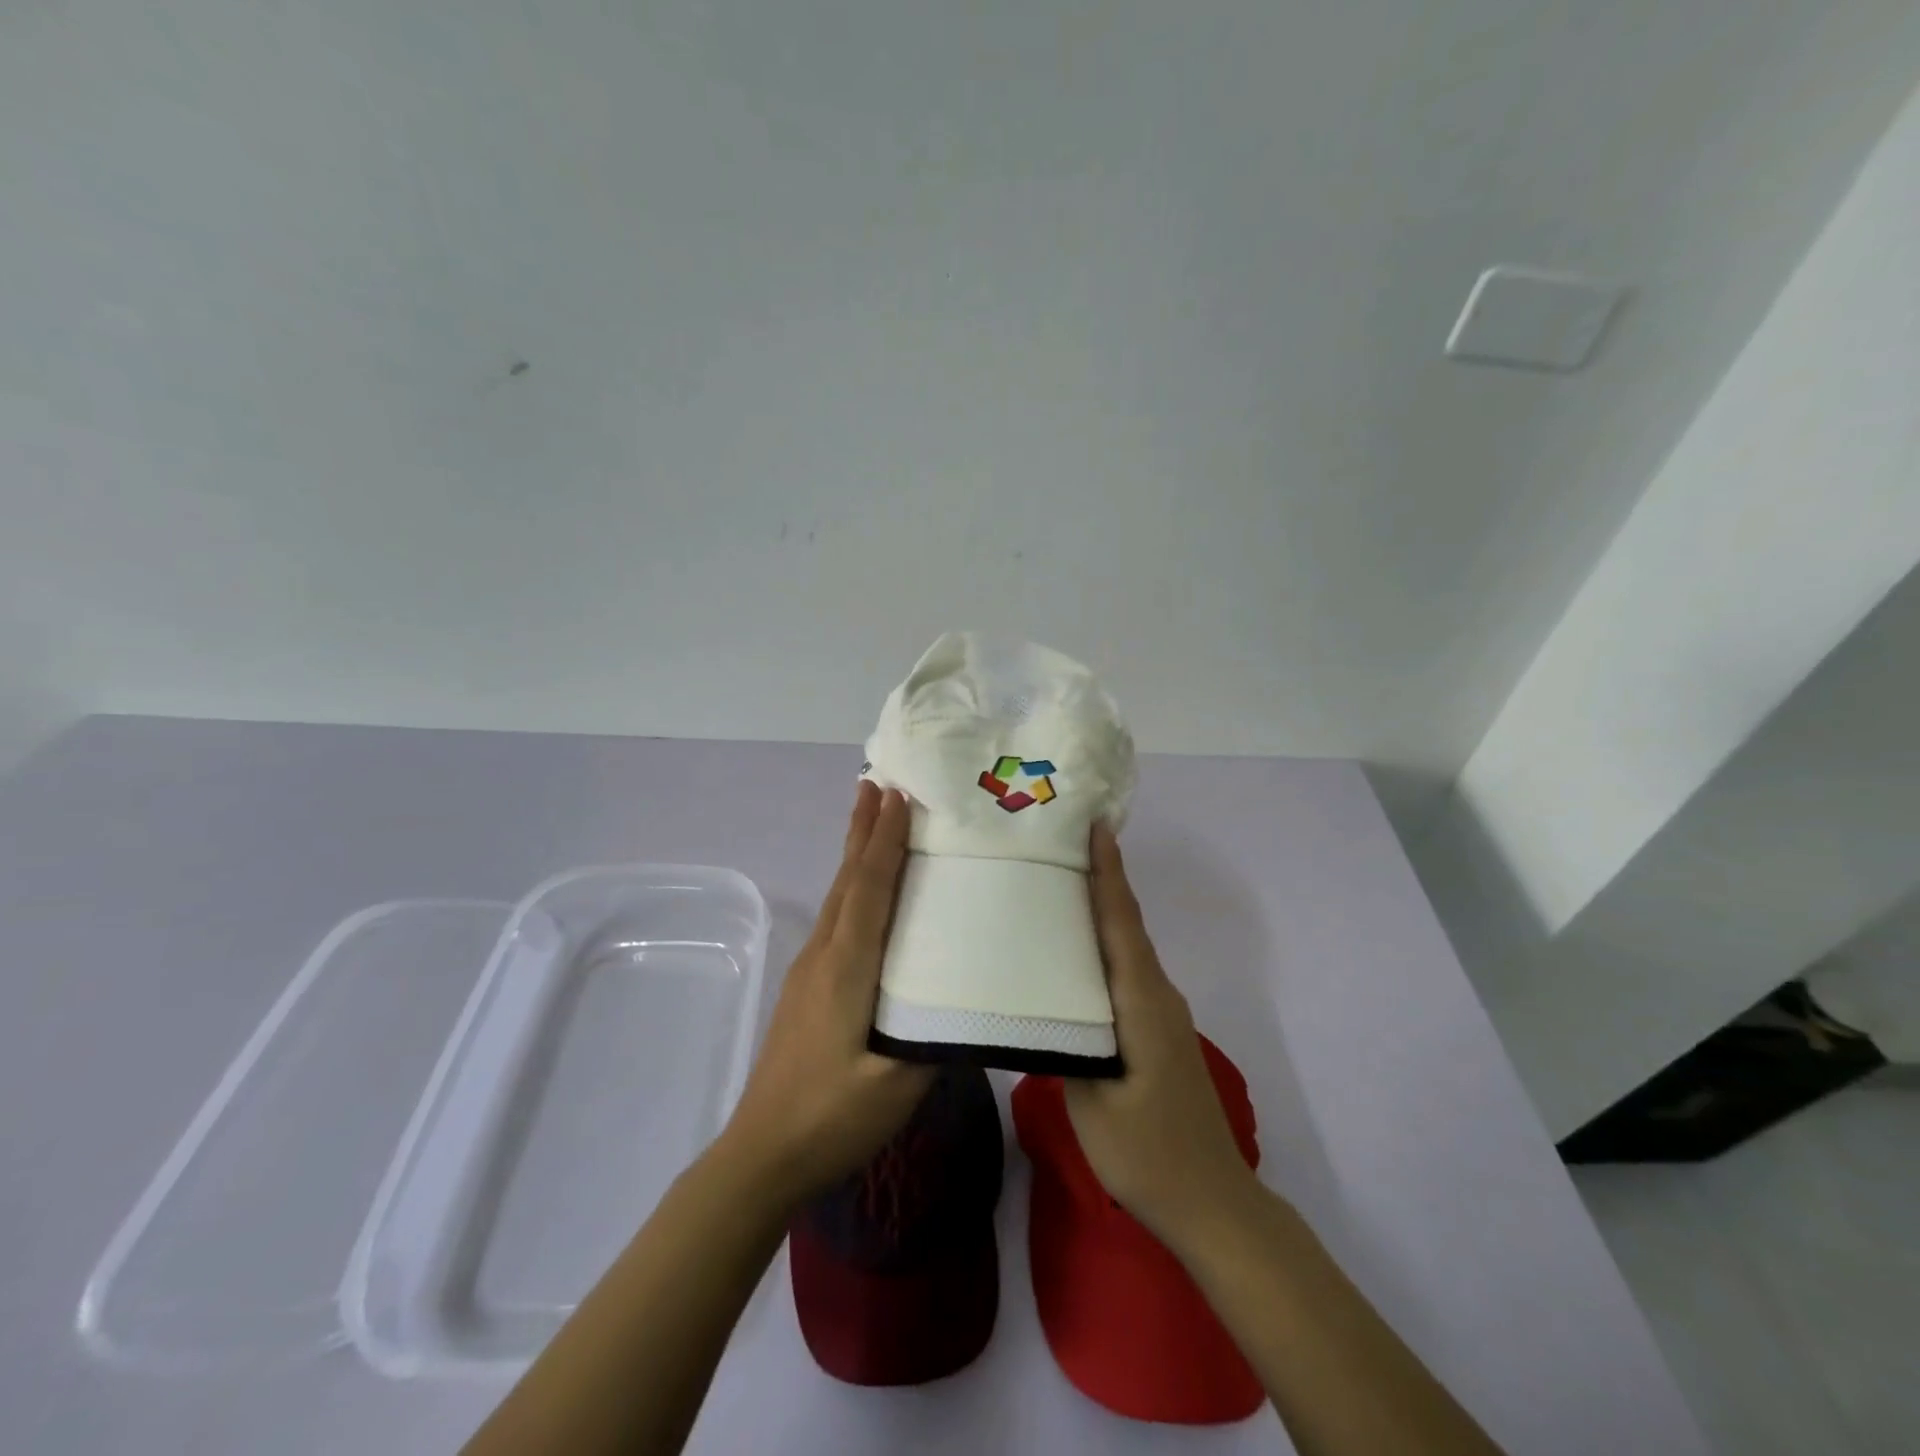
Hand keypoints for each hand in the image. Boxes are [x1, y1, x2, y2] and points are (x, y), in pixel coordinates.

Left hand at [717, 782, 934, 1207]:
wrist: (759, 1154)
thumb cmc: (830, 1117)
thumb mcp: (894, 1085)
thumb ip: (933, 1036)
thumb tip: (969, 997)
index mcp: (846, 967)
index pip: (869, 888)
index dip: (885, 840)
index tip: (897, 795)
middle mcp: (824, 954)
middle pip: (847, 878)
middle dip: (863, 829)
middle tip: (877, 783)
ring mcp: (809, 969)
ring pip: (838, 895)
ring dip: (855, 852)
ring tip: (869, 819)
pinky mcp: (806, 986)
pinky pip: (835, 917)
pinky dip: (852, 885)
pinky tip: (862, 892)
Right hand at [1064, 825, 1259, 1243]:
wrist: (1212, 1203)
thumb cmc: (1149, 1154)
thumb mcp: (1091, 1105)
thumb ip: (1064, 1046)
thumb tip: (1037, 1007)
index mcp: (1142, 1003)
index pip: (1122, 924)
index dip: (1108, 874)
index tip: (1097, 826)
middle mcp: (1157, 995)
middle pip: (1125, 925)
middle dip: (1100, 879)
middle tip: (1059, 843)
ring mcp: (1160, 1013)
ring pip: (1127, 947)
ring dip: (1101, 911)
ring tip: (1058, 884)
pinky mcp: (1156, 1030)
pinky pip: (1126, 972)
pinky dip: (1103, 946)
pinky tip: (1074, 952)